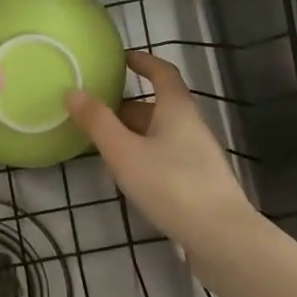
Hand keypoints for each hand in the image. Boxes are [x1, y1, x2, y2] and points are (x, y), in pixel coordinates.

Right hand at [67, 52, 253, 244]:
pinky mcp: (200, 182)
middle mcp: (192, 126)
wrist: (222, 237)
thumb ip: (98, 122)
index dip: (144, 62)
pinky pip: (167, 156)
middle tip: (96, 112)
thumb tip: (74, 91)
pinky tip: (130, 176)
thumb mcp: (125, 153)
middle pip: (159, 106)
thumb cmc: (171, 185)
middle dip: (128, 106)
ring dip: (135, 133)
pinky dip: (145, 155)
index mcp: (177, 110)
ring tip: (104, 146)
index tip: (123, 58)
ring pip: (161, 134)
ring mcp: (199, 156)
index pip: (163, 73)